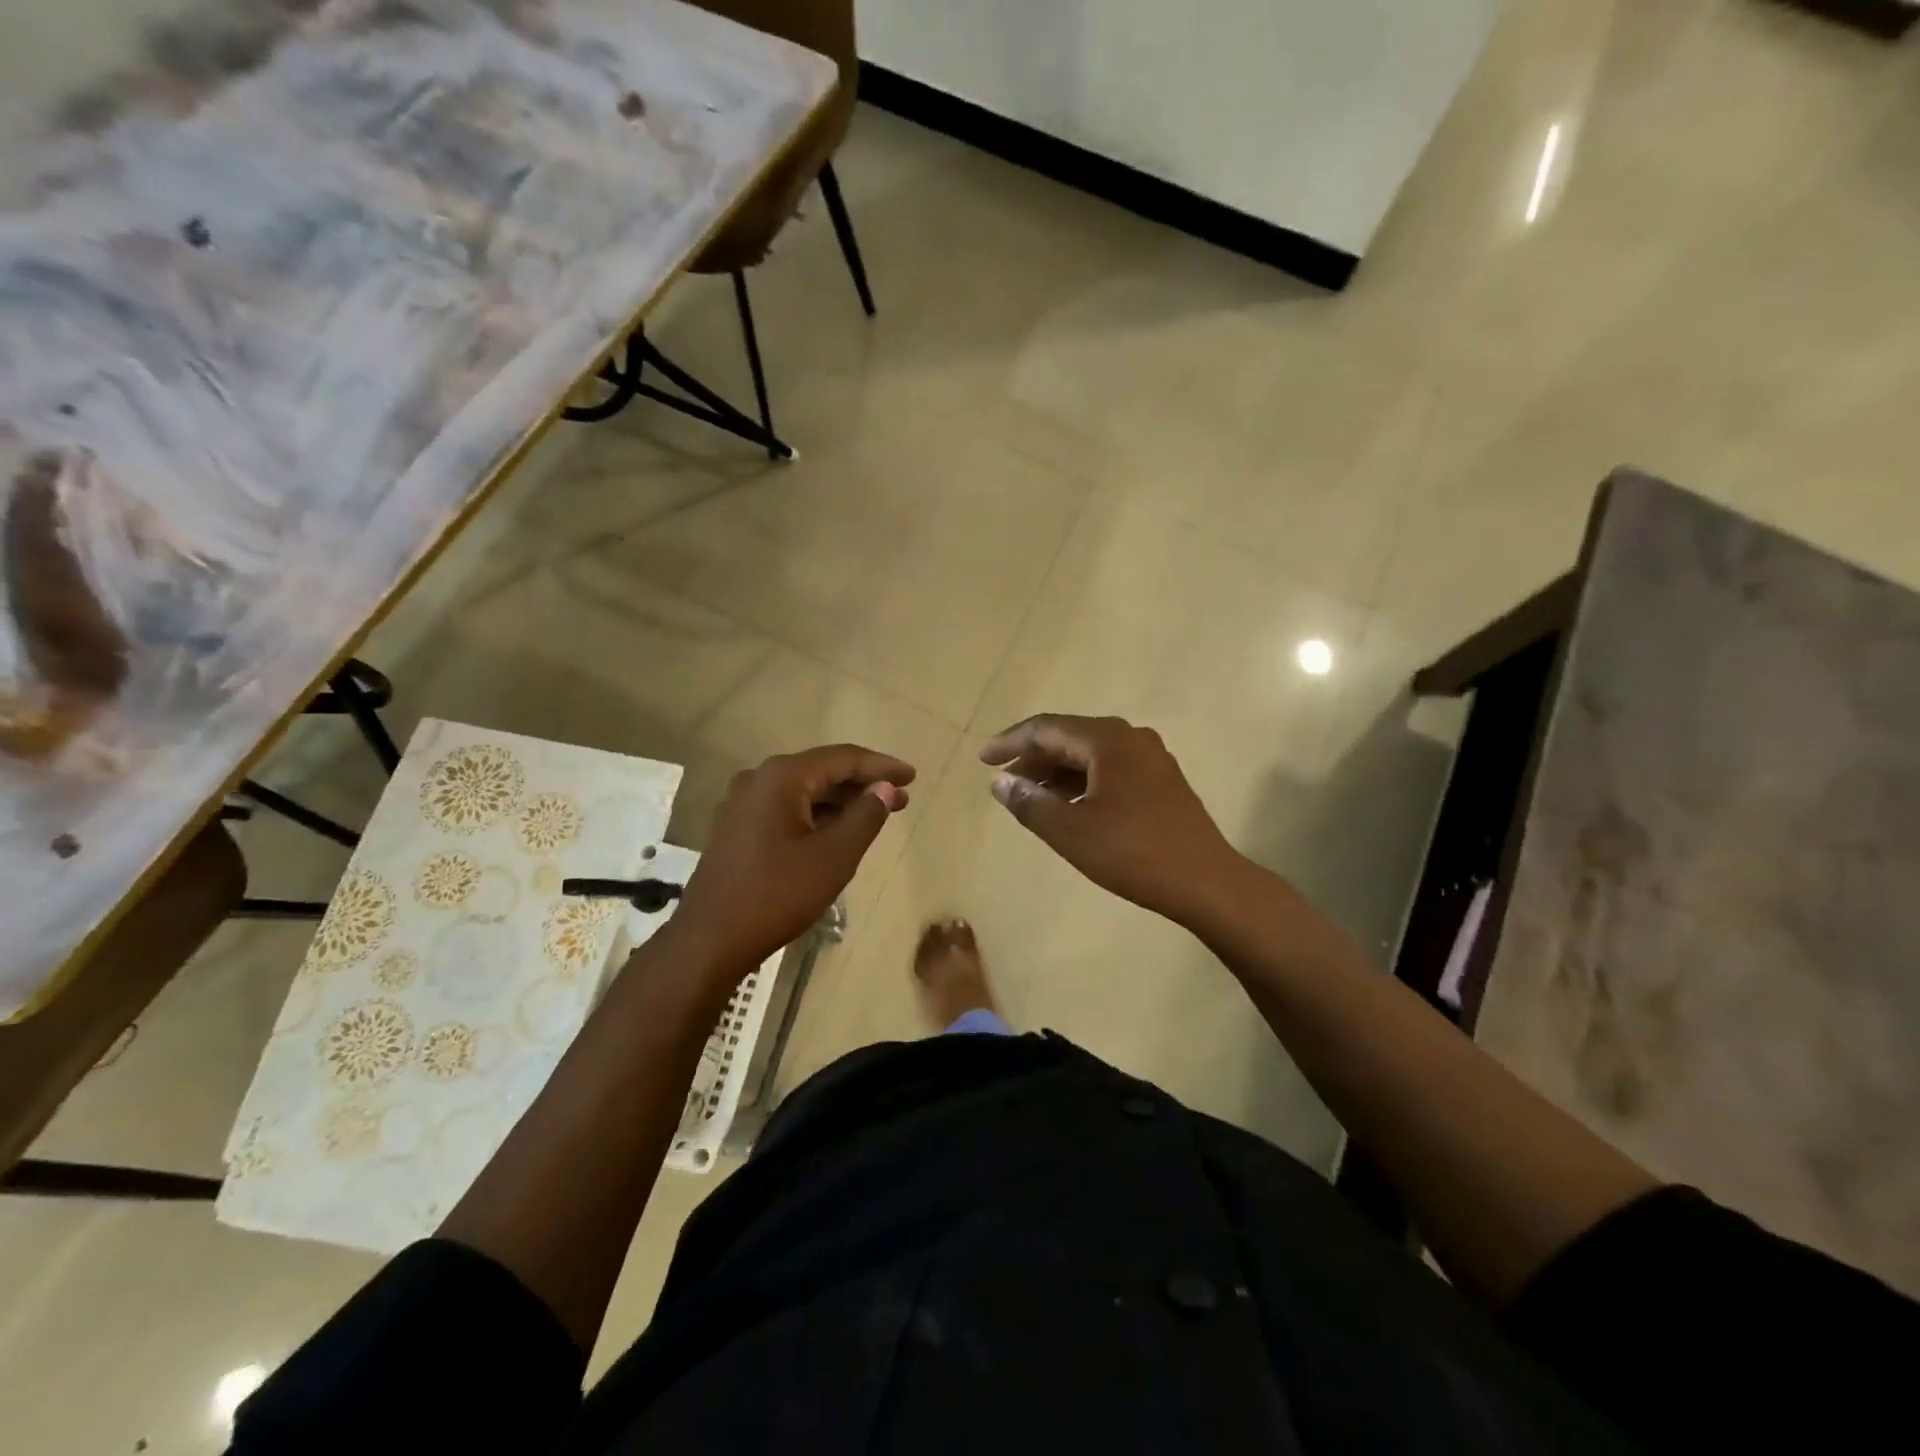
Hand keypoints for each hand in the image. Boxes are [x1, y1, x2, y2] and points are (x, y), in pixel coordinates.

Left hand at [670, 744, 914, 973]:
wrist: (710, 940)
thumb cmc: (777, 895)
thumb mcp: (833, 857)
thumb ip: (865, 816)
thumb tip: (886, 789)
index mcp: (782, 777)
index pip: (842, 758)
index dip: (881, 766)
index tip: (912, 776)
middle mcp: (759, 779)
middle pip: (822, 771)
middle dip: (863, 783)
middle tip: (901, 798)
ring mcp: (744, 803)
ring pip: (804, 791)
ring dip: (841, 800)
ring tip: (878, 814)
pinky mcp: (738, 827)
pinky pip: (787, 808)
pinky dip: (818, 814)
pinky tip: (839, 830)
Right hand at [980, 714, 1239, 923]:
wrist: (1206, 881)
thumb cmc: (1133, 853)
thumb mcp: (1070, 831)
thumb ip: (1029, 803)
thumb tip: (999, 782)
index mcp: (1108, 740)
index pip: (1046, 728)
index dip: (1010, 742)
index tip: (983, 759)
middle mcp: (1131, 737)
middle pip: (1069, 737)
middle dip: (1033, 758)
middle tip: (1003, 782)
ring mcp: (1150, 757)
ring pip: (1090, 755)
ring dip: (1056, 773)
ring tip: (1030, 797)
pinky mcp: (1160, 780)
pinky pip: (1109, 768)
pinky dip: (1081, 782)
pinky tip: (1067, 806)